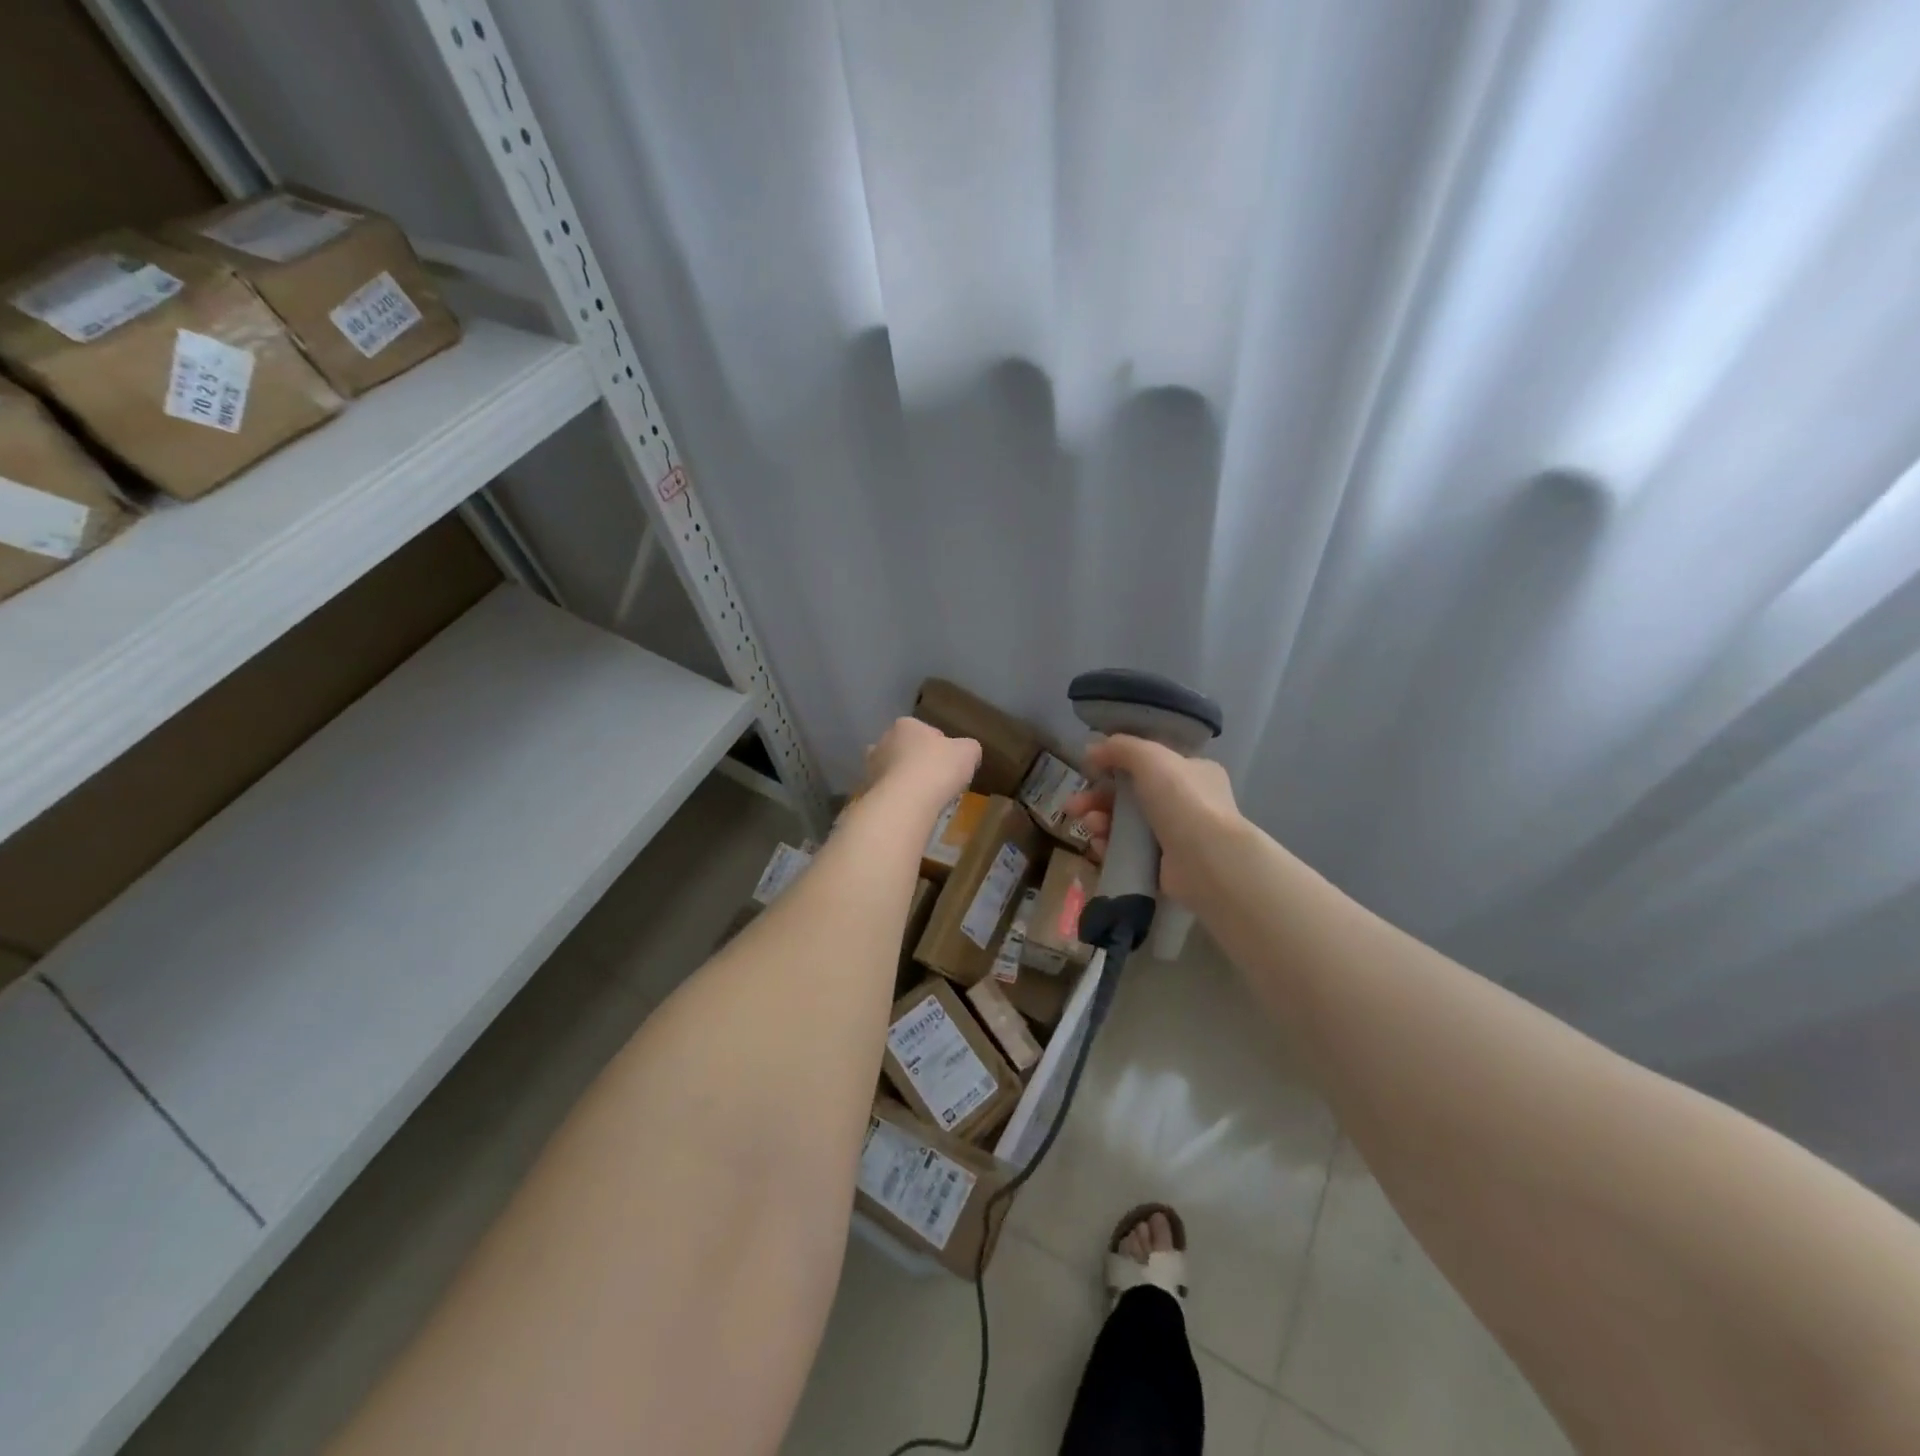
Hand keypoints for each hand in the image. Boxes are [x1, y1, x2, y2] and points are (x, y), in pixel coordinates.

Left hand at [863, 718, 979, 810]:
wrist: (905, 802)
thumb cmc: (938, 768)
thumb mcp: (968, 752)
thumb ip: (969, 748)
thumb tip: (967, 751)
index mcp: (906, 725)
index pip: (927, 732)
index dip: (941, 748)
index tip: (951, 765)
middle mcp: (883, 741)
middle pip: (906, 750)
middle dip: (918, 762)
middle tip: (937, 781)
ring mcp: (871, 767)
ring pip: (893, 772)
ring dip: (905, 781)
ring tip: (923, 799)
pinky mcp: (867, 791)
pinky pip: (887, 793)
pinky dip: (897, 800)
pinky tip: (911, 810)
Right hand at [1066, 735, 1239, 904]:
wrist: (1208, 860)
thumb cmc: (1182, 800)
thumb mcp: (1150, 757)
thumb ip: (1120, 747)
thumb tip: (1092, 749)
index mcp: (1192, 772)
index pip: (1149, 765)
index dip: (1116, 766)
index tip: (1090, 771)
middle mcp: (1187, 803)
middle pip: (1131, 796)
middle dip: (1097, 798)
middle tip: (1073, 806)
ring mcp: (1176, 836)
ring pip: (1126, 824)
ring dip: (1101, 821)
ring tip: (1089, 826)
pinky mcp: (1164, 866)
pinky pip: (1129, 851)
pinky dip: (1110, 846)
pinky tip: (1099, 845)